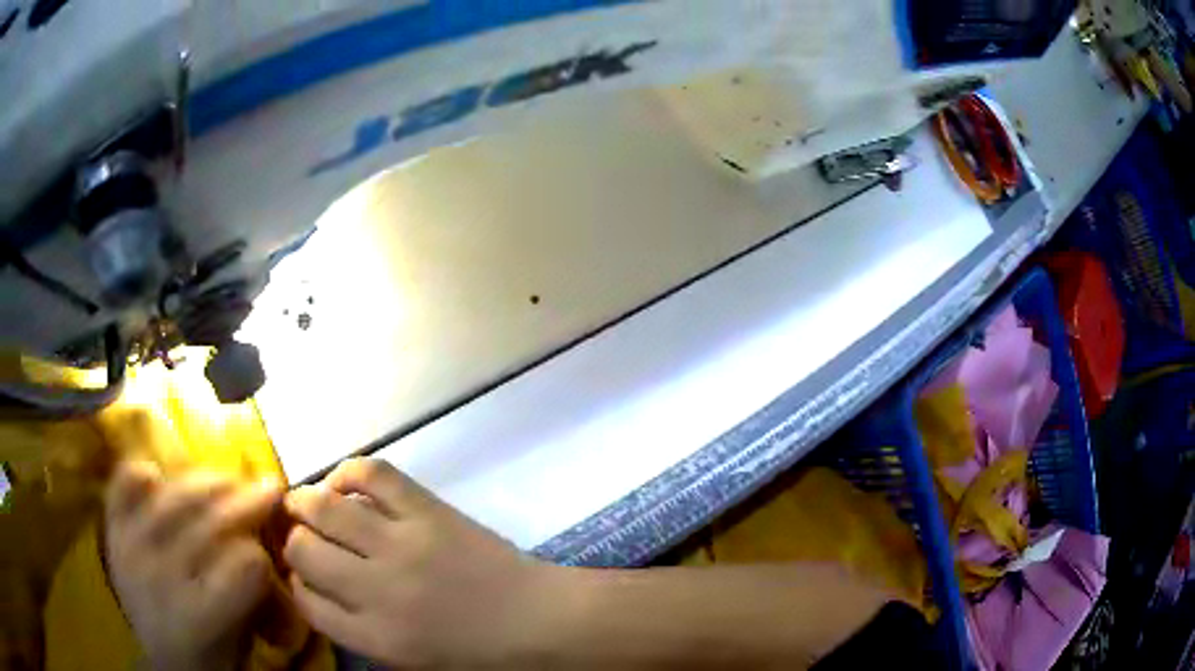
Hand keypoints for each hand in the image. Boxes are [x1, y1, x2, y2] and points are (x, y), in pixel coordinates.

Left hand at [103, 461, 282, 670]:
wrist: (164, 661)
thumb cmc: (213, 655)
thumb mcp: (246, 638)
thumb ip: (257, 594)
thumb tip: (270, 548)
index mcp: (200, 618)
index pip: (245, 564)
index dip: (264, 553)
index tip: (276, 545)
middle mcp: (161, 578)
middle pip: (210, 522)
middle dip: (247, 501)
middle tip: (270, 487)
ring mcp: (131, 548)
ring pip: (174, 495)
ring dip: (208, 482)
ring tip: (226, 480)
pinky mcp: (112, 530)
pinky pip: (124, 483)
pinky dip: (142, 474)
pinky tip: (158, 477)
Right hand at [284, 458, 564, 667]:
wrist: (538, 621)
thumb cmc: (476, 651)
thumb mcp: (408, 659)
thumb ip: (357, 628)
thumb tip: (316, 586)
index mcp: (375, 638)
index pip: (306, 603)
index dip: (296, 583)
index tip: (302, 575)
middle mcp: (377, 590)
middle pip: (303, 552)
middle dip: (294, 542)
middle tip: (300, 535)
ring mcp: (401, 545)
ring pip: (324, 509)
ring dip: (304, 502)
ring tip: (303, 502)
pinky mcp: (427, 510)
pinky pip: (372, 474)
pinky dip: (348, 472)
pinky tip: (342, 482)